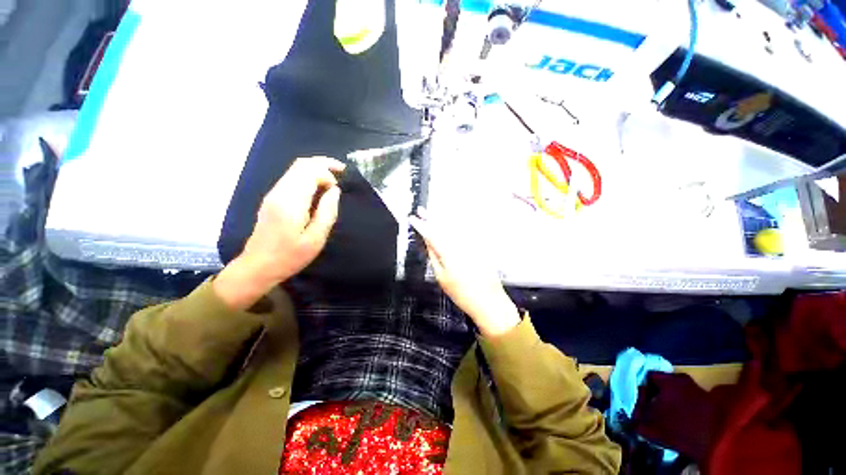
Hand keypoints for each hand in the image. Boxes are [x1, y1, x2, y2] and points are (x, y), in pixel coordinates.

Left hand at [215, 157, 345, 309]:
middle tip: (341, 171)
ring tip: (331, 182)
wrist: (258, 266)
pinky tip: (318, 189)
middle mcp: (280, 192)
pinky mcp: (272, 199)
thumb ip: (327, 212)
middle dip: (323, 164)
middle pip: (301, 164)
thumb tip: (334, 191)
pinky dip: (307, 177)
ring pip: (295, 169)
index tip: (338, 187)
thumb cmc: (290, 256)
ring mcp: (274, 194)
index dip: (327, 172)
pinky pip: (292, 179)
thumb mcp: (316, 238)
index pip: (309, 171)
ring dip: (315, 170)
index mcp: (291, 201)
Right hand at [409, 208, 519, 336]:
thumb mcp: (441, 277)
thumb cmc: (462, 293)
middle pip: (443, 226)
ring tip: (434, 212)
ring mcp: (471, 243)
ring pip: (454, 226)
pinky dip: (457, 224)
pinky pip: (466, 230)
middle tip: (422, 211)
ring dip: (443, 218)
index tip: (413, 218)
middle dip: (431, 217)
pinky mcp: (479, 246)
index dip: (421, 225)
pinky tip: (451, 221)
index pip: (431, 234)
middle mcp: (461, 244)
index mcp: (448, 252)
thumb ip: (434, 256)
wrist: (488, 300)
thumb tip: (428, 242)